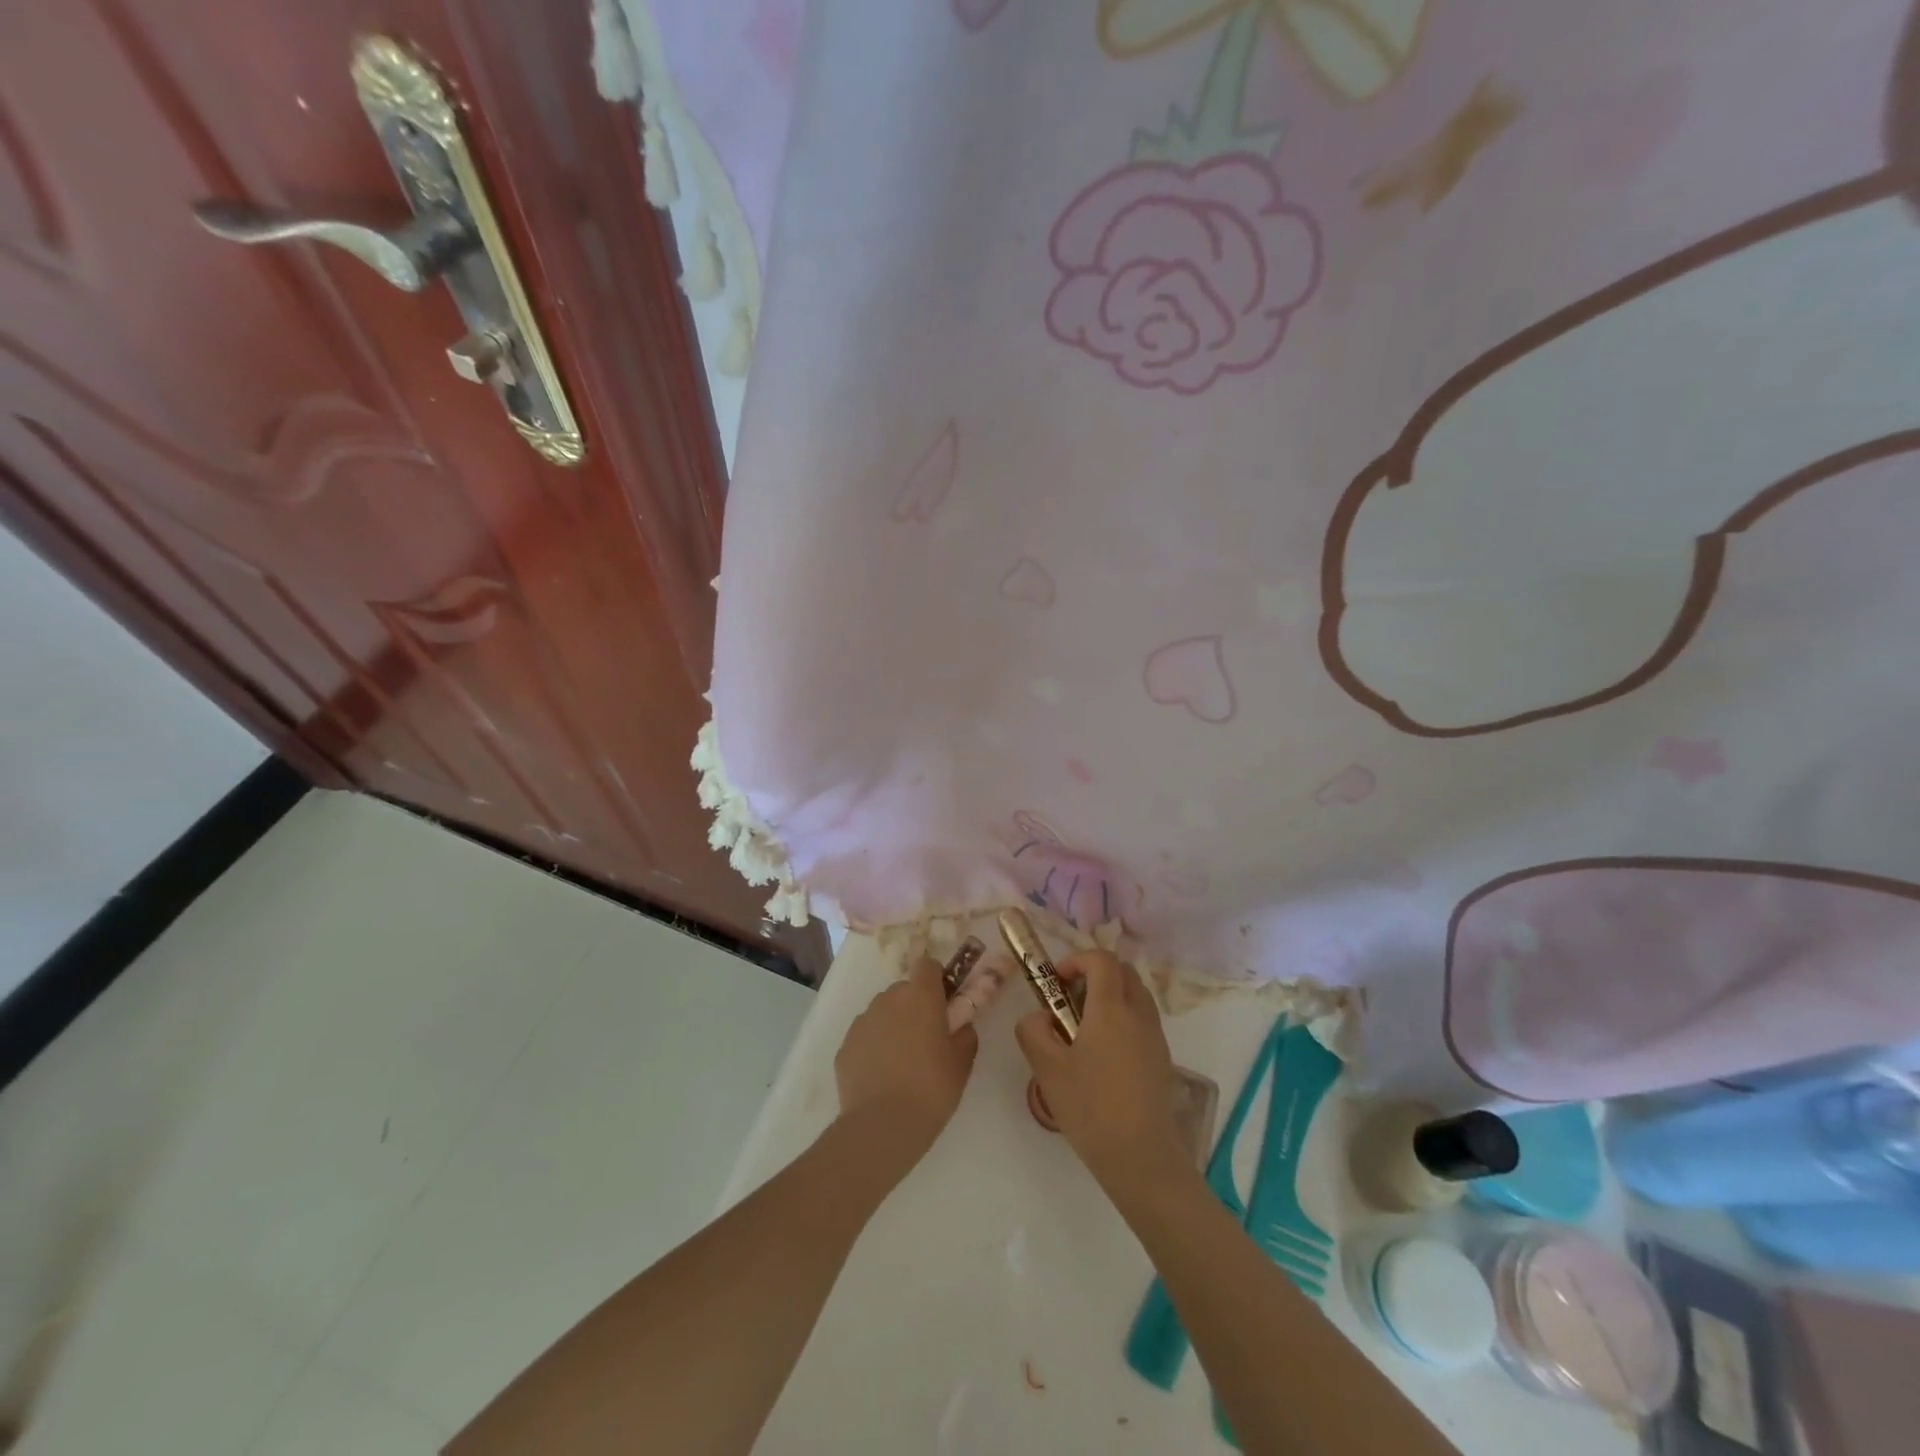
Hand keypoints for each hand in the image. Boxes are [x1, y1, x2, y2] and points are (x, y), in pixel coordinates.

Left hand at [835, 958, 977, 1173]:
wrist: (882, 1125)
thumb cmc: (931, 1089)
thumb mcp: (962, 1063)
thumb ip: (965, 1034)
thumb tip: (961, 1025)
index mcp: (920, 996)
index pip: (927, 965)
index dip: (937, 980)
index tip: (944, 1003)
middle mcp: (888, 999)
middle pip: (904, 990)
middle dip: (916, 1006)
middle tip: (927, 1039)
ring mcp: (863, 1021)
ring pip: (883, 1012)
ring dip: (894, 1025)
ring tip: (902, 1062)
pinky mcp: (845, 1045)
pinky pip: (866, 1036)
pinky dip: (874, 1047)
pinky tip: (882, 1076)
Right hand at [1015, 951, 1187, 1193]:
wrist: (1141, 1157)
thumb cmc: (1091, 1108)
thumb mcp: (1047, 1069)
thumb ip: (1033, 1031)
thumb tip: (1040, 1017)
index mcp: (1111, 1009)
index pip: (1102, 959)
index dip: (1077, 960)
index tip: (1057, 983)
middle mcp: (1139, 1013)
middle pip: (1123, 971)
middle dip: (1095, 974)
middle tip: (1070, 1001)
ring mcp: (1156, 1036)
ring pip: (1136, 994)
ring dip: (1111, 996)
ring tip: (1085, 1029)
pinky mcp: (1163, 1058)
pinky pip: (1143, 1020)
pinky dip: (1123, 1019)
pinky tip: (1104, 1056)